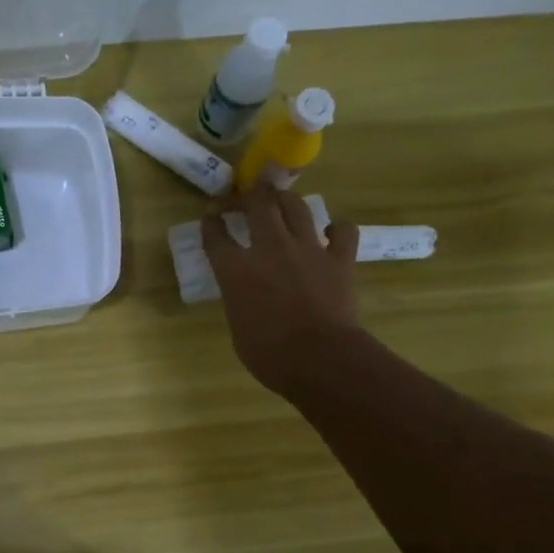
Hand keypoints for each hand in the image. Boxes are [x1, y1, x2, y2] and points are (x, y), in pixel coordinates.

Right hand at [201, 182, 361, 397]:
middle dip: (248, 194)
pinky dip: (337, 229)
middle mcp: (270, 249)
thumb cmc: (269, 355)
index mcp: (236, 271)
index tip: (210, 217)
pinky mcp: (339, 259)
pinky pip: (343, 231)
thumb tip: (247, 293)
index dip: (211, 223)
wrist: (320, 359)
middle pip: (258, 204)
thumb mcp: (238, 327)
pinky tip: (331, 233)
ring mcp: (308, 249)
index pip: (216, 236)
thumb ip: (239, 299)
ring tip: (281, 201)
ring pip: (296, 206)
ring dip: (285, 200)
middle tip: (246, 196)